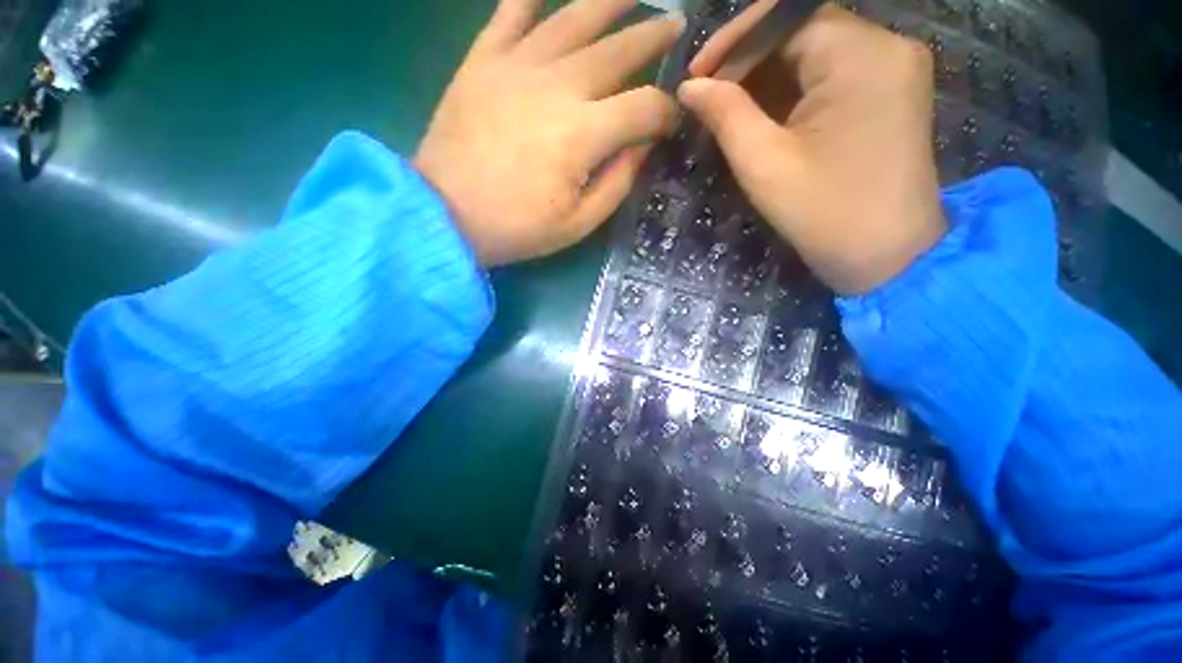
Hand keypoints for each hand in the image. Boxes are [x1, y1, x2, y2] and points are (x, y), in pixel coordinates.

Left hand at [416, 0, 684, 265]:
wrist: (445, 215)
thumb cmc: (517, 228)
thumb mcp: (578, 223)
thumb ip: (618, 183)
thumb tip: (642, 146)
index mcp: (583, 133)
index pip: (644, 106)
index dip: (666, 112)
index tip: (671, 122)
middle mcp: (557, 85)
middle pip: (618, 49)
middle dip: (654, 37)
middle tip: (675, 26)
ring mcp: (517, 66)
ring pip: (573, 17)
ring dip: (611, 0)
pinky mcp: (483, 61)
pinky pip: (510, 12)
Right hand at [680, 3, 944, 293]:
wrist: (888, 256)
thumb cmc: (823, 214)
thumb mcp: (764, 164)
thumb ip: (725, 115)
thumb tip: (690, 86)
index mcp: (861, 55)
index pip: (787, 14)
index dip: (734, 41)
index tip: (696, 77)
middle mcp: (887, 45)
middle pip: (803, 29)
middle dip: (749, 59)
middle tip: (708, 97)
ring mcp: (894, 68)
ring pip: (815, 50)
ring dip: (768, 76)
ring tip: (729, 110)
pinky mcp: (890, 91)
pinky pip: (833, 72)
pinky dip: (794, 89)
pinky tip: (765, 117)